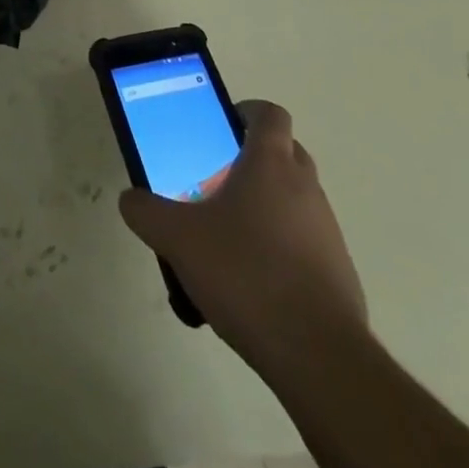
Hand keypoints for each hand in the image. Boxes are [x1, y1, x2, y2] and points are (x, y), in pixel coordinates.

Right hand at [118, 100, 365, 370]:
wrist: (318, 355)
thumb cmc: (246, 274)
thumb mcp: (179, 239)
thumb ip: (147, 213)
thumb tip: (129, 198)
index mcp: (271, 163)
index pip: (269, 113)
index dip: (247, 112)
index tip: (222, 126)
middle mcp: (305, 186)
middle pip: (285, 152)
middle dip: (254, 159)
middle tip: (218, 180)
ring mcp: (327, 229)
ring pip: (296, 198)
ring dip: (268, 205)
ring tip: (230, 237)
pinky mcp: (338, 271)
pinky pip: (307, 241)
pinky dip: (283, 246)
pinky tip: (254, 280)